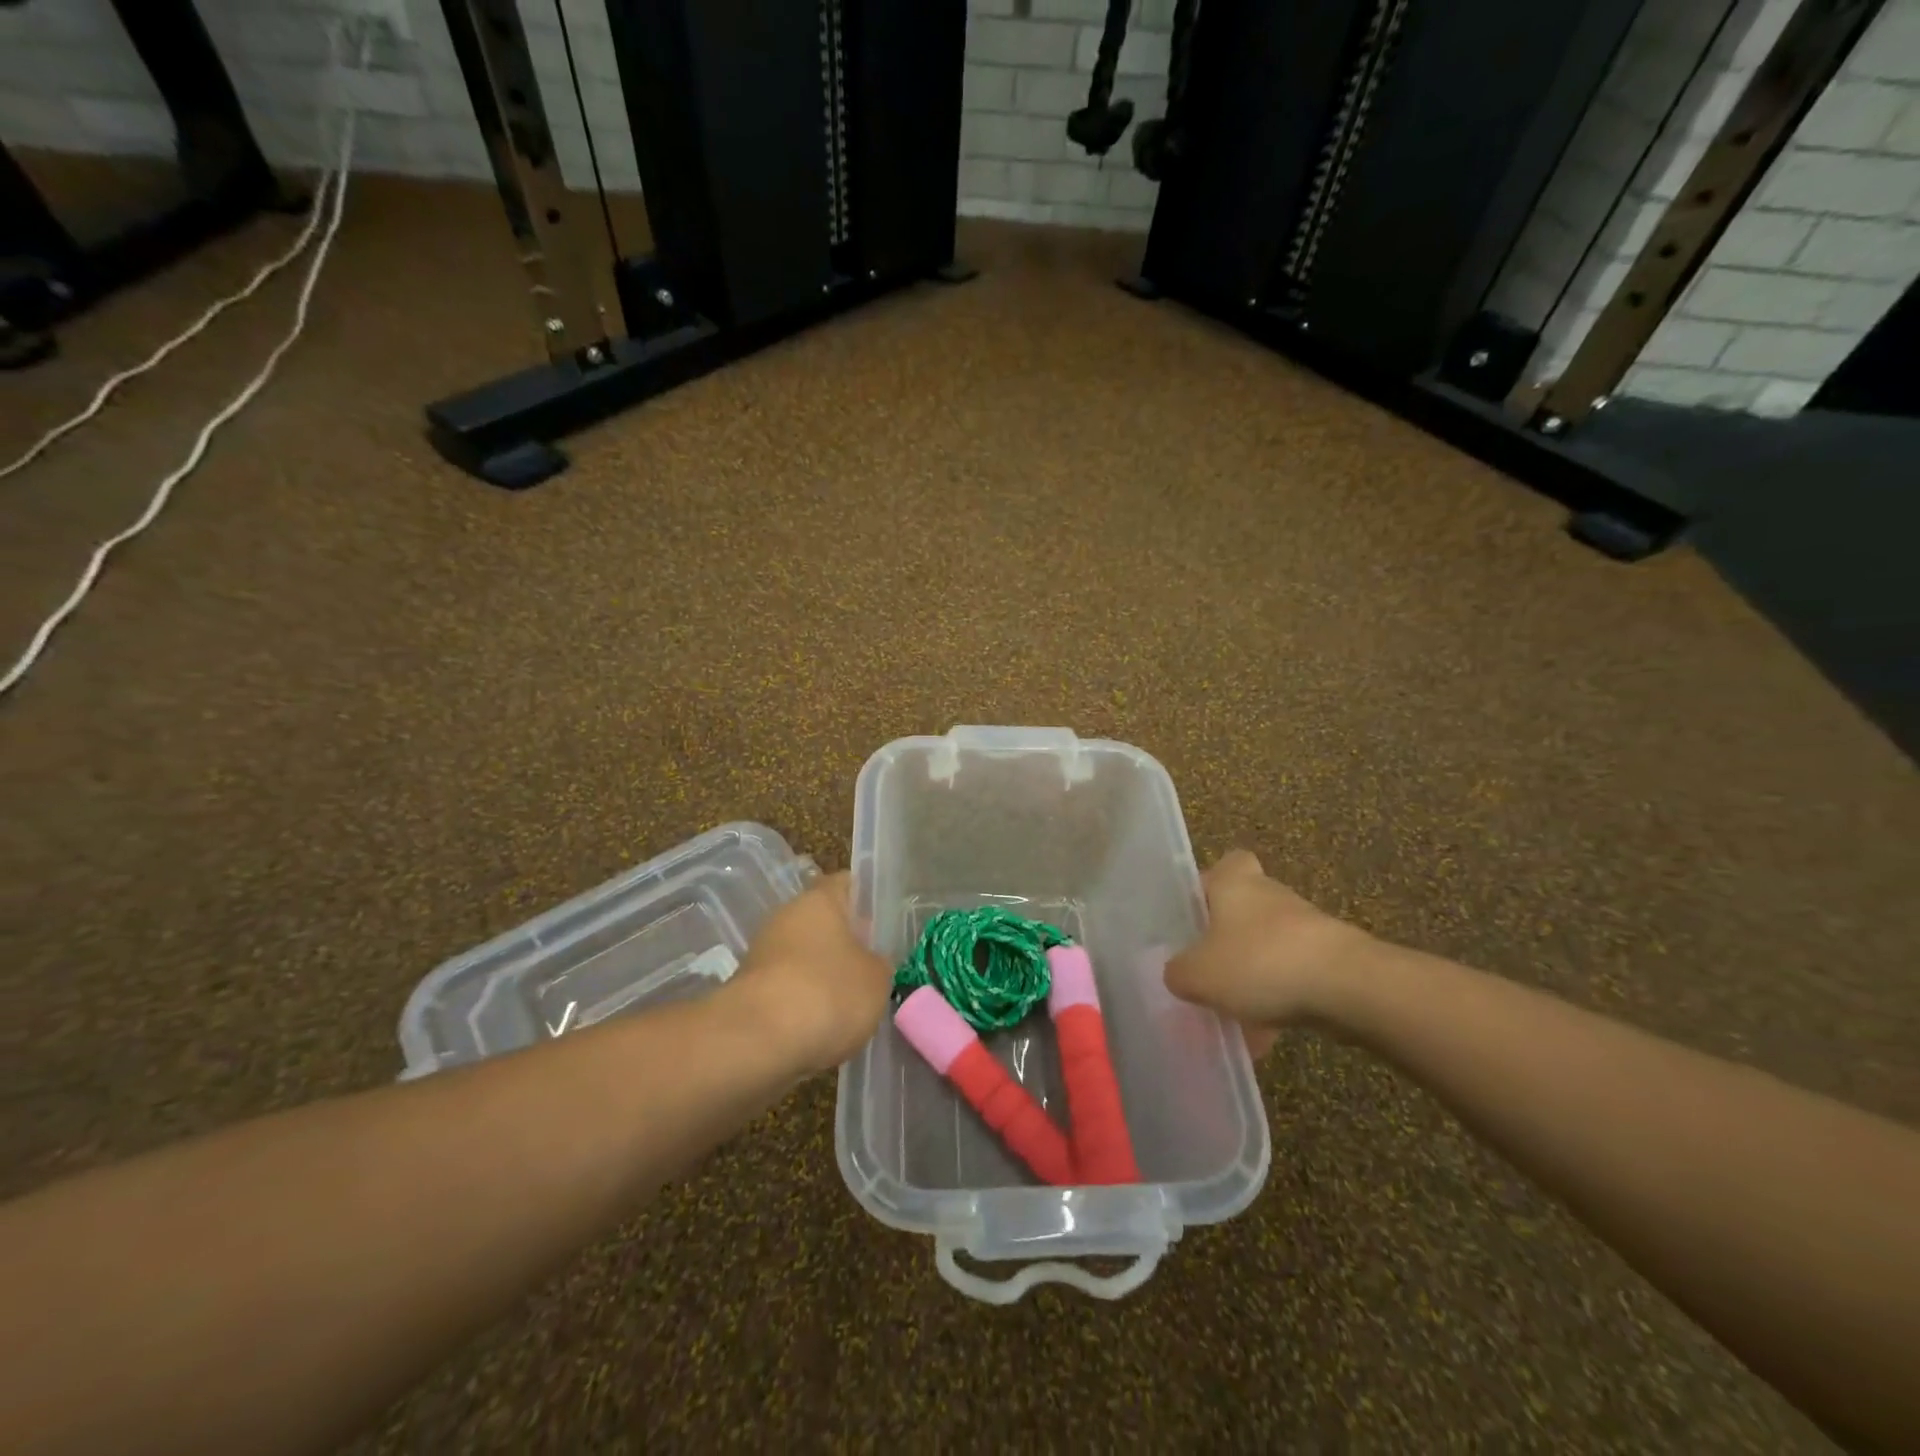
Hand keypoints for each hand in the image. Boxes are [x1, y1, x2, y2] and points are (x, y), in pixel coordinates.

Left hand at [726, 872, 892, 1074]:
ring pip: (803, 957)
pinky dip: (802, 1004)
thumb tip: (870, 962)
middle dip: (845, 944)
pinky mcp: (748, 990)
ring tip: (850, 1006)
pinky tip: (820, 1027)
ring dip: (823, 976)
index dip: (866, 899)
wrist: (757, 1041)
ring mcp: (763, 953)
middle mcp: (787, 916)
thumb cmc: (828, 993)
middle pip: (823, 922)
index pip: (847, 883)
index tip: (883, 923)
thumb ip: (878, 964)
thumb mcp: (876, 979)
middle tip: (872, 969)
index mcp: (820, 900)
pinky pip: (786, 989)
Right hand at [1165, 850, 1376, 1057]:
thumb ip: (1178, 973)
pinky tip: (1265, 1036)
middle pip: (1244, 909)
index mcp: (1234, 883)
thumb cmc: (1261, 963)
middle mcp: (1270, 895)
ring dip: (1252, 974)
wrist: (1349, 987)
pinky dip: (1279, 1000)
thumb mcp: (1198, 975)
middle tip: (1207, 969)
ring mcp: (1306, 926)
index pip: (1224, 864)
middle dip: (1227, 939)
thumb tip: (1178, 973)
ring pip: (1267, 947)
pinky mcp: (1332, 958)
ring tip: (1233, 1015)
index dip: (1209, 885)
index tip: (1196, 913)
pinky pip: (1293, 976)